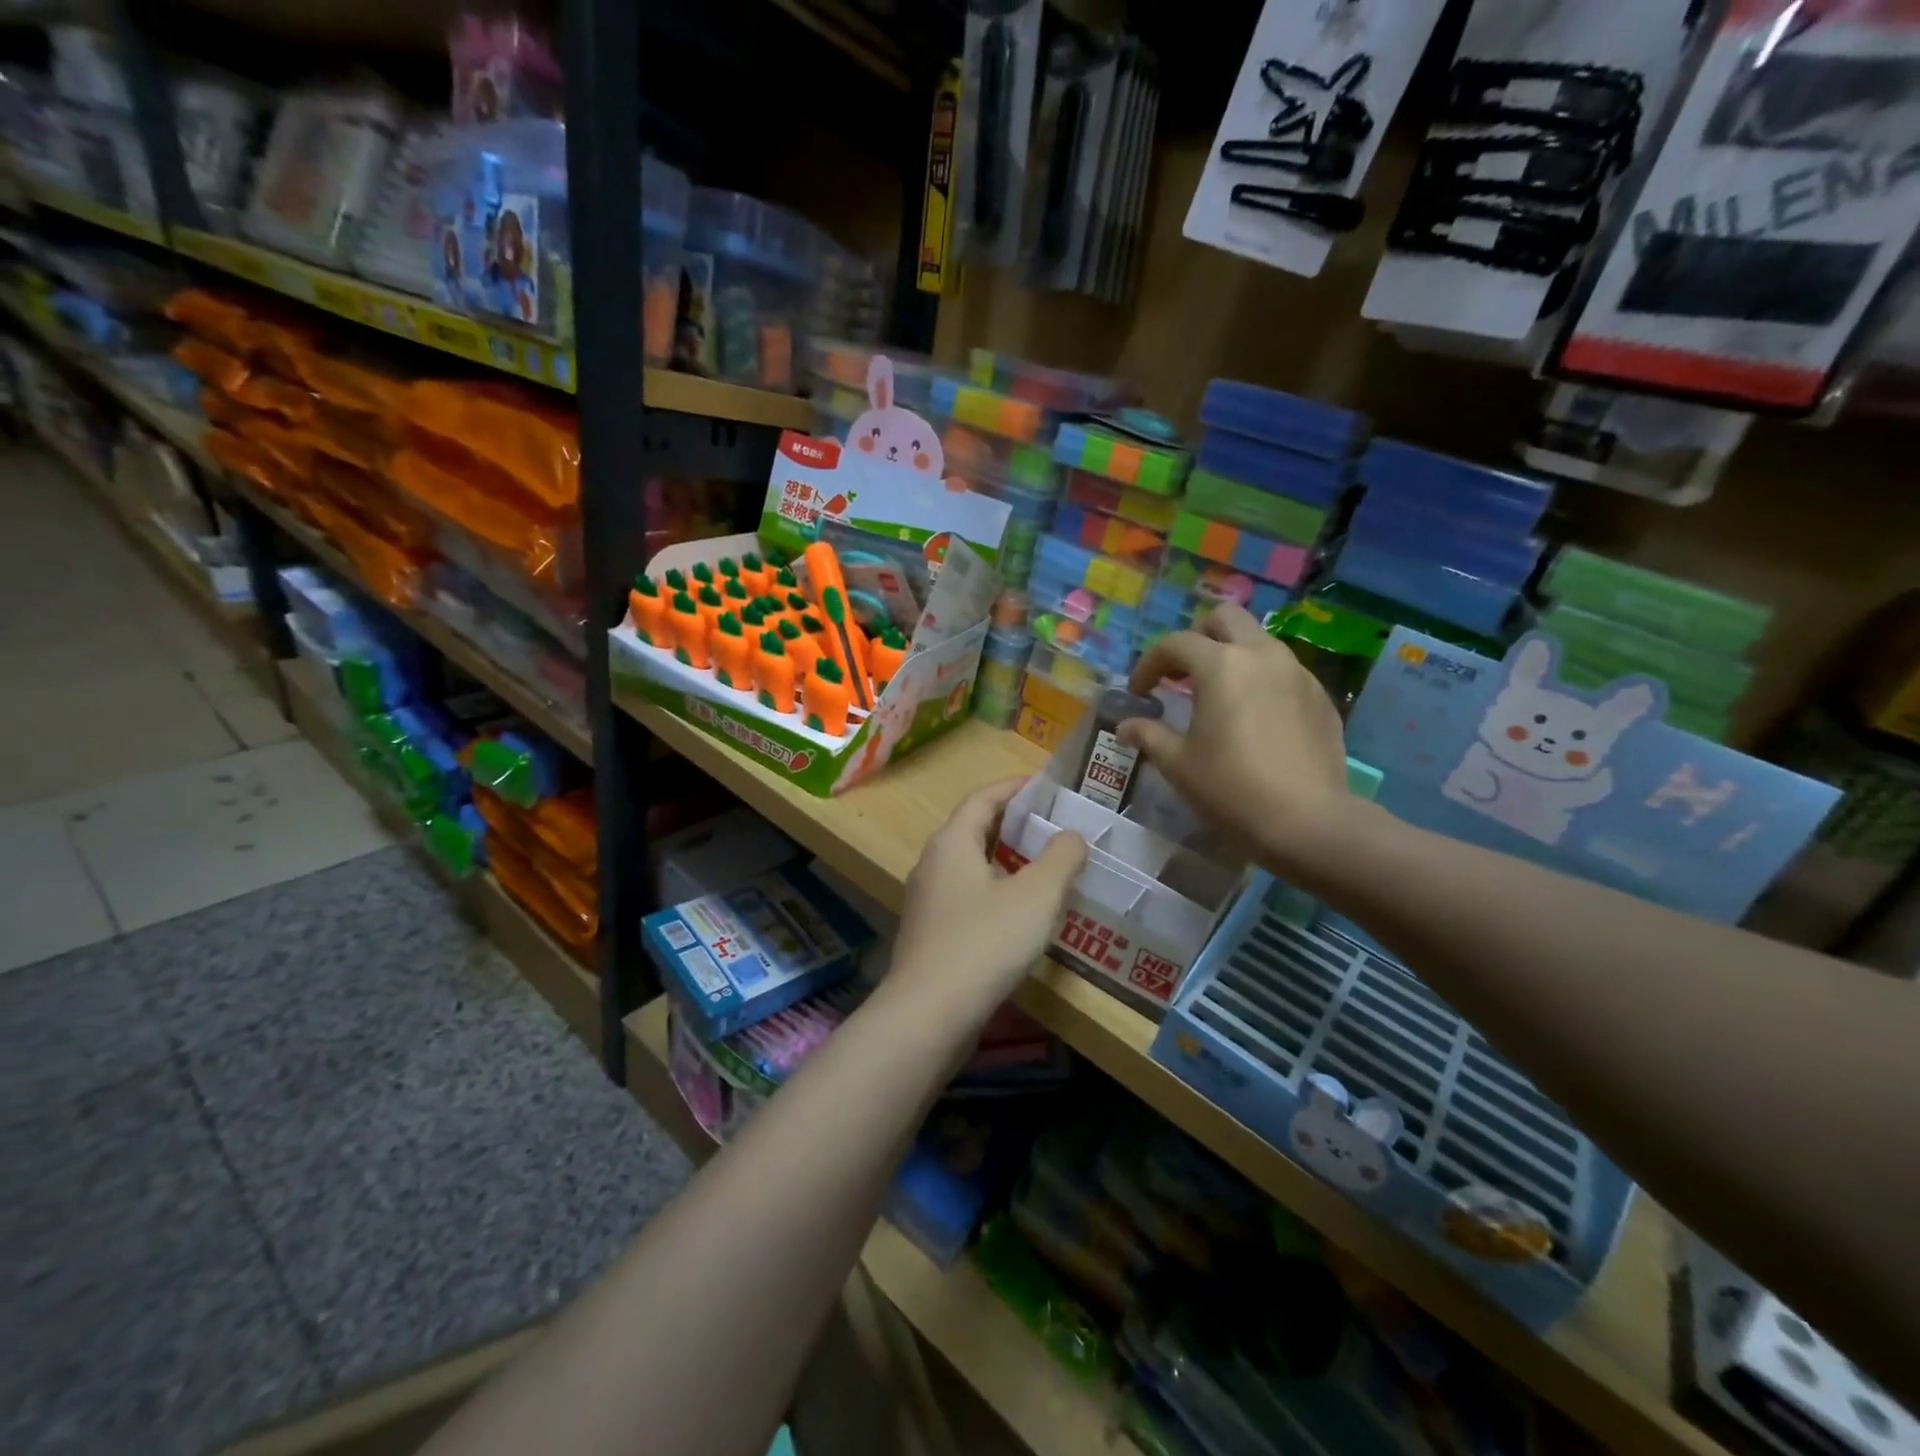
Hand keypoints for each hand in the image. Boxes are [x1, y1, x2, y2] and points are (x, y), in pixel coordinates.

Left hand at [888, 780, 1087, 1021]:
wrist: (929, 1015)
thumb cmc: (984, 943)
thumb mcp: (1035, 896)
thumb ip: (1060, 859)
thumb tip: (1071, 836)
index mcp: (951, 843)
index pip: (982, 798)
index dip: (1014, 788)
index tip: (1045, 786)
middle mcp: (932, 864)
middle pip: (973, 830)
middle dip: (1013, 825)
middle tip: (1053, 827)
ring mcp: (928, 902)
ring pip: (970, 867)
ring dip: (1006, 862)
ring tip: (1045, 868)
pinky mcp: (932, 935)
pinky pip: (967, 898)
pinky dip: (996, 892)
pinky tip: (1022, 915)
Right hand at [1123, 605, 1354, 880]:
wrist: (1308, 821)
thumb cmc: (1231, 788)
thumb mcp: (1178, 764)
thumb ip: (1149, 735)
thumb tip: (1127, 726)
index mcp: (1221, 665)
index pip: (1175, 644)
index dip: (1150, 664)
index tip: (1140, 692)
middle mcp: (1262, 655)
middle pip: (1226, 619)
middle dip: (1198, 637)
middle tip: (1183, 673)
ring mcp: (1297, 673)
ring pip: (1259, 641)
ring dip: (1232, 656)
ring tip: (1217, 695)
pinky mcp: (1321, 697)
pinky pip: (1284, 671)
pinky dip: (1260, 679)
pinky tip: (1254, 717)